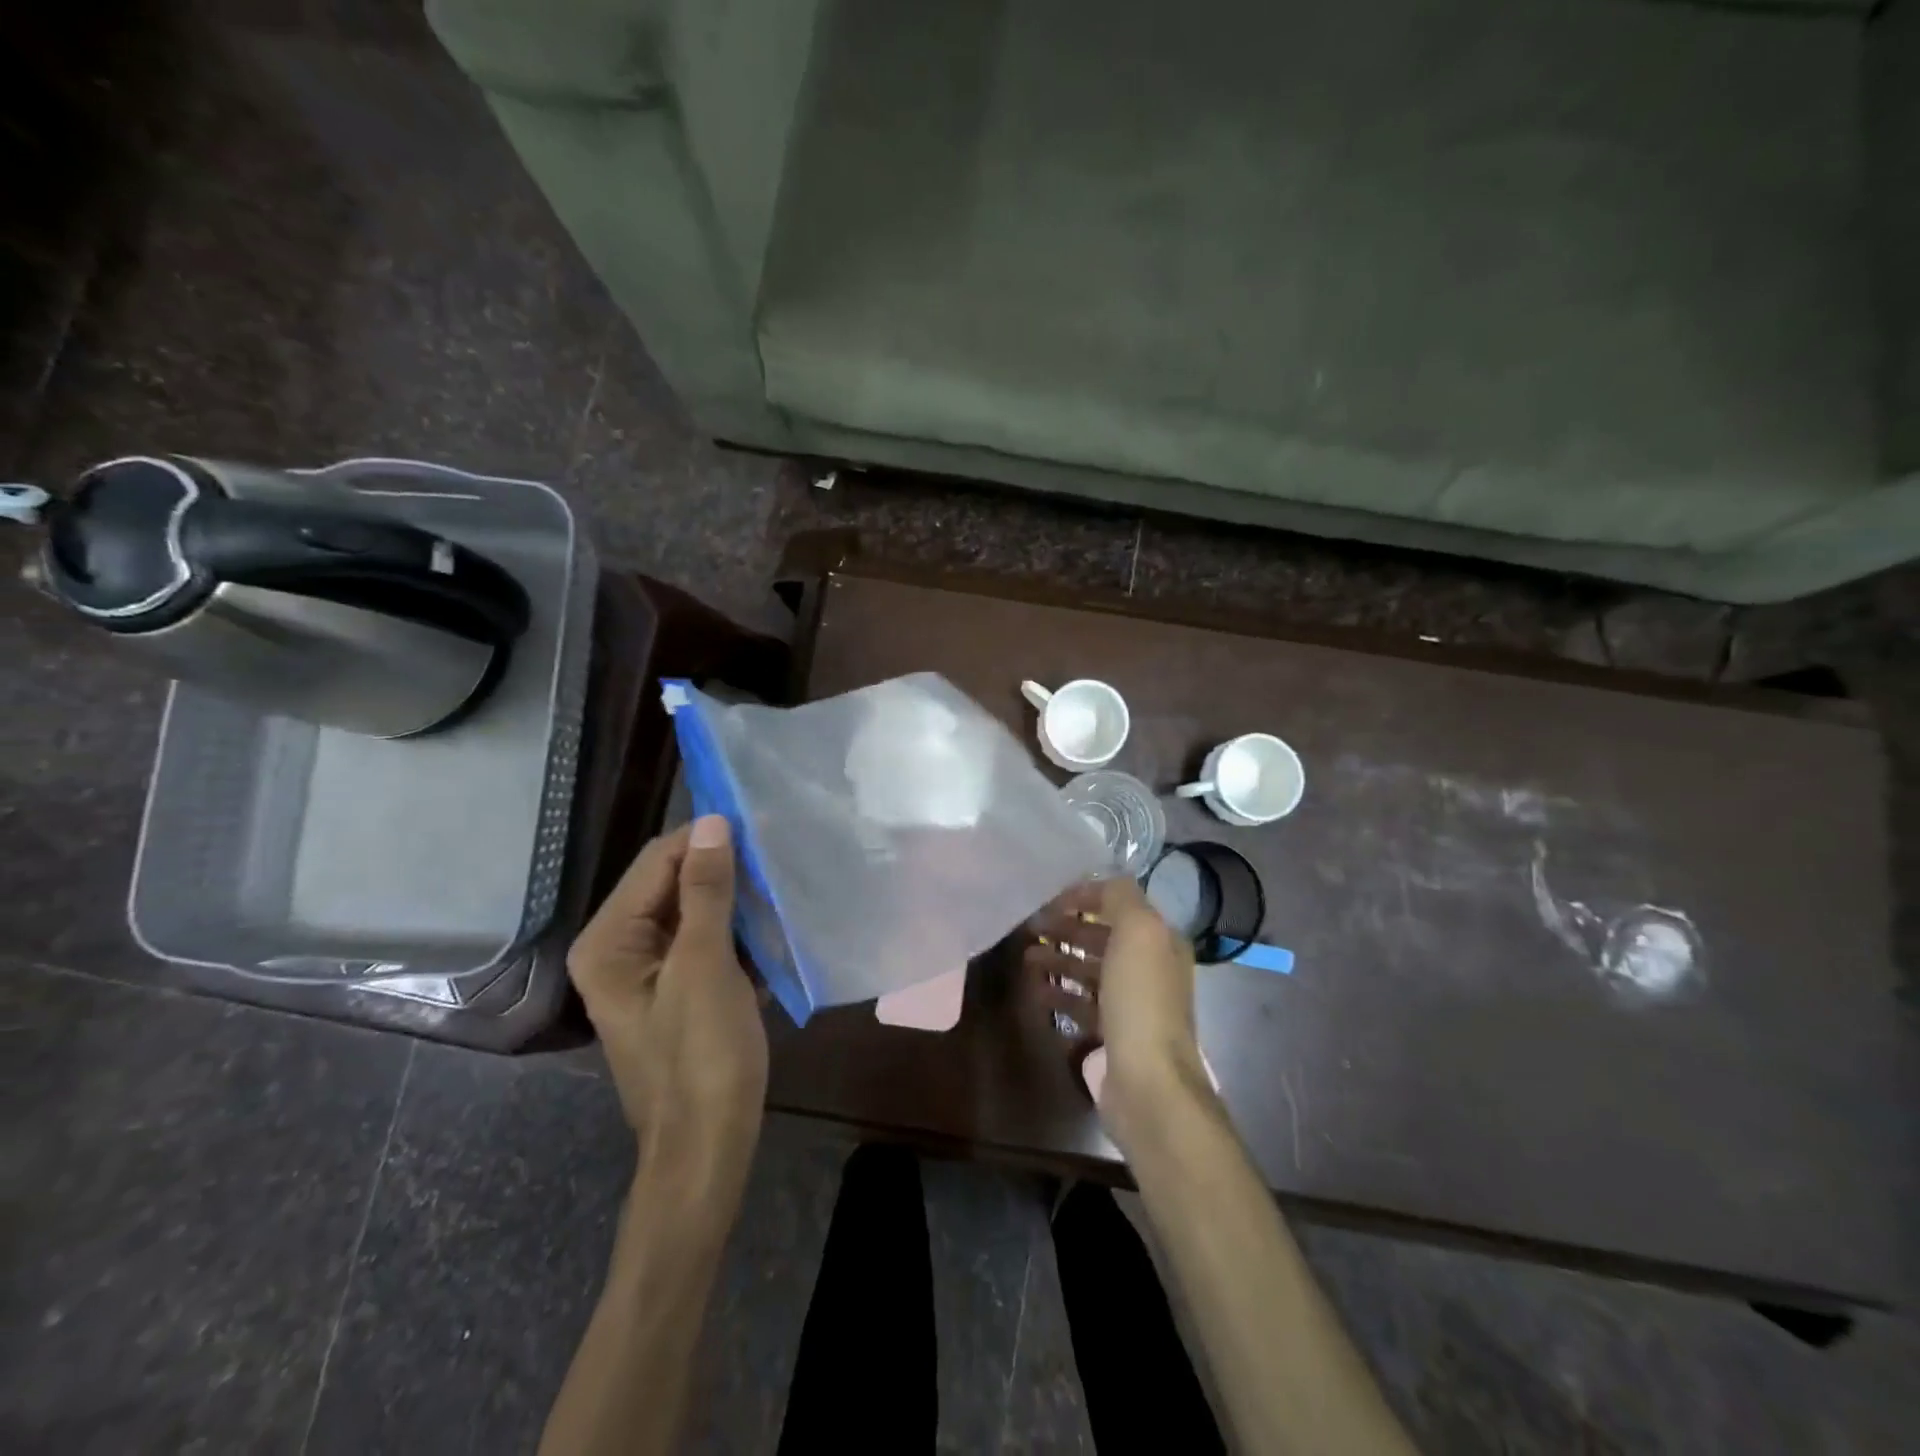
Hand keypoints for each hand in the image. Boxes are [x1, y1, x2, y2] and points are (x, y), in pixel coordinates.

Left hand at [568, 816, 768, 1174]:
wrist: (708, 1146)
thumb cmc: (703, 1056)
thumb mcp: (706, 967)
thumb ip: (707, 891)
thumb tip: (712, 822)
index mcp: (609, 941)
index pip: (657, 861)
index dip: (706, 839)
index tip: (761, 824)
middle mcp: (617, 948)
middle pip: (672, 884)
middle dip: (723, 870)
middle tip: (777, 855)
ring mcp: (646, 971)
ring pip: (693, 911)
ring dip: (735, 900)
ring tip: (780, 884)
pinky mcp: (674, 988)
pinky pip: (704, 940)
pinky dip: (735, 931)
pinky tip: (770, 928)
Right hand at [1026, 877, 1208, 1130]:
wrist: (1149, 1082)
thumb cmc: (1141, 1000)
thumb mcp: (1138, 931)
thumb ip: (1120, 897)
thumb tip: (1098, 884)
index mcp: (1161, 941)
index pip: (1120, 905)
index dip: (1086, 897)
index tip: (1050, 900)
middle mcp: (1150, 969)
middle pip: (1103, 938)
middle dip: (1067, 930)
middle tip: (1030, 928)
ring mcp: (1132, 1004)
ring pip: (1090, 971)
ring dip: (1059, 960)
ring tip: (1026, 958)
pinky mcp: (1113, 1036)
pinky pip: (1082, 1005)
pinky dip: (1059, 994)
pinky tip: (1036, 990)